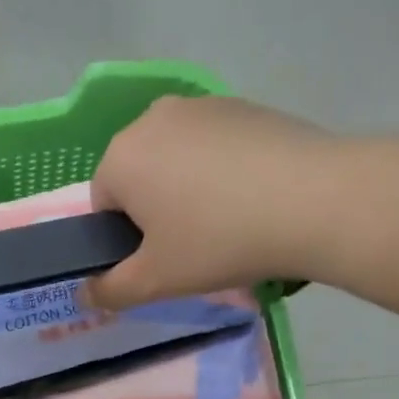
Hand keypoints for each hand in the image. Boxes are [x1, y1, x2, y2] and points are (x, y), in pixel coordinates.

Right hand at [88, 95, 340, 309]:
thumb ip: (109, 291)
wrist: (315, 201)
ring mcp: (202, 105)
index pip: (101, 205)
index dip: (125, 240)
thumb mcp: (156, 281)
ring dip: (188, 190)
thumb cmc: (219, 242)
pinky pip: (214, 147)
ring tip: (228, 222)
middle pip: (138, 176)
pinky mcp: (244, 105)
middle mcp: (153, 118)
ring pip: (177, 160)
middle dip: (155, 211)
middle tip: (193, 246)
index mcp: (122, 156)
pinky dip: (222, 172)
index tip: (160, 259)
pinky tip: (253, 198)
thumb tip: (82, 293)